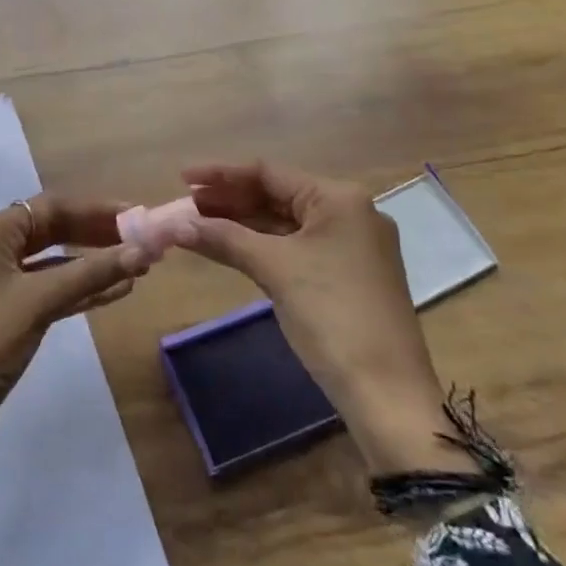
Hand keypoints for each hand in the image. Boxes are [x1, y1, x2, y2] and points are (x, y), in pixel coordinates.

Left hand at [0, 196, 151, 484]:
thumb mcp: (38, 302)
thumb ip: (90, 274)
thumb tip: (142, 251)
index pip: (50, 206)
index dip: (95, 209)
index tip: (136, 215)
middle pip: (52, 229)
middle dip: (97, 234)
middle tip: (142, 240)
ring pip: (54, 261)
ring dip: (93, 263)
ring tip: (138, 265)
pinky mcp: (7, 315)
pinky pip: (50, 290)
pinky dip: (80, 289)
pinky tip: (117, 292)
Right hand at [183, 161, 475, 476]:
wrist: (387, 392)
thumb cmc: (332, 316)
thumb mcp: (275, 269)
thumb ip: (225, 238)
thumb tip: (178, 224)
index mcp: (339, 198)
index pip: (269, 173)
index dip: (221, 174)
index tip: (183, 178)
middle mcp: (349, 212)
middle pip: (277, 195)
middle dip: (229, 200)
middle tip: (185, 205)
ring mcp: (350, 245)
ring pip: (285, 223)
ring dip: (242, 224)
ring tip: (197, 224)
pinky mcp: (347, 274)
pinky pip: (295, 247)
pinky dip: (261, 246)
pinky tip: (229, 247)